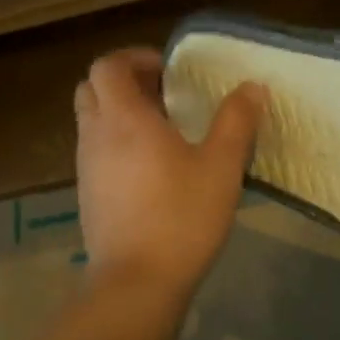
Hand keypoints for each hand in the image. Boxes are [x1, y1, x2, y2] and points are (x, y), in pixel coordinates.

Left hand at [74, 48, 264, 297]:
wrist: (137, 282)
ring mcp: (87, 168)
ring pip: (92, 122)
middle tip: (163, 94)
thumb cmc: (181, 217)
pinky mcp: (88, 196)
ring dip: (120, 114)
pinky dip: (117, 143)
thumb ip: (236, 121)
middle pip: (91, 89)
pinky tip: (152, 169)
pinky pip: (96, 152)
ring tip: (163, 131)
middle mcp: (96, 136)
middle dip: (124, 82)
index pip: (108, 66)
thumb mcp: (221, 166)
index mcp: (124, 119)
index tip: (168, 70)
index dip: (134, 58)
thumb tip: (251, 87)